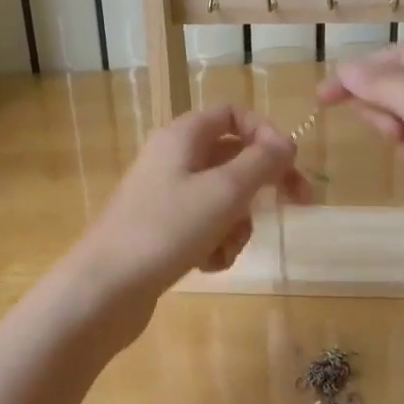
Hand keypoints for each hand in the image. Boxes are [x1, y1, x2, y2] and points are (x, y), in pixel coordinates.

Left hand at [63, 105, 310, 323]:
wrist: (105, 288)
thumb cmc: (167, 229)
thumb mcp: (225, 191)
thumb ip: (262, 162)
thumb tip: (286, 143)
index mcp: (182, 136)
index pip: (232, 114)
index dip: (265, 132)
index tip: (290, 163)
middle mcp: (172, 159)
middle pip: (232, 158)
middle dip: (262, 184)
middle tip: (298, 203)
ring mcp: (164, 197)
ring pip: (221, 198)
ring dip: (237, 223)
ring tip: (227, 246)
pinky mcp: (160, 231)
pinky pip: (203, 227)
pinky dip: (214, 243)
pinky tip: (208, 264)